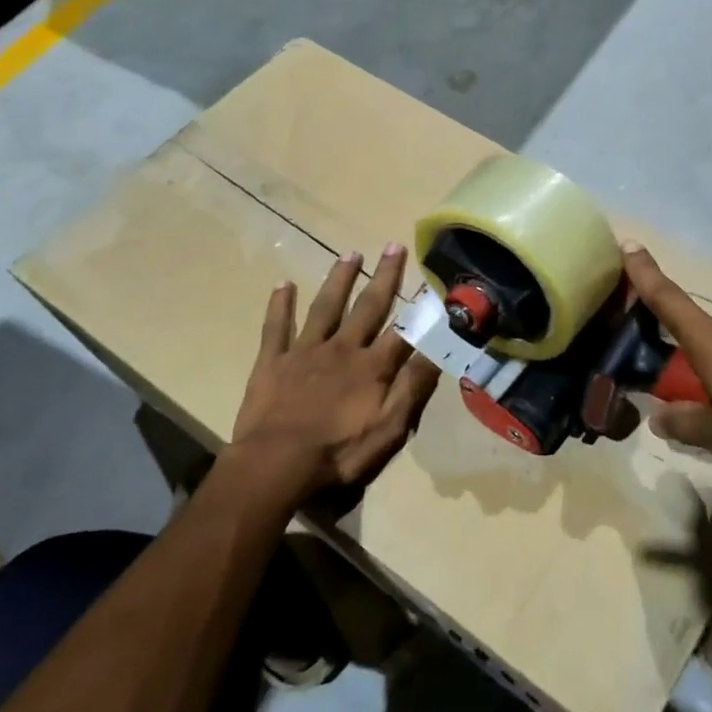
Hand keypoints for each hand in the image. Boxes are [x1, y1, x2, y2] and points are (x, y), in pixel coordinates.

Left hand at [231, 245, 440, 507]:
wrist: (276, 466)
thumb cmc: (339, 455)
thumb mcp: (390, 429)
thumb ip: (413, 387)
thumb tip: (438, 349)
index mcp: (372, 367)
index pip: (404, 328)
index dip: (419, 303)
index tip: (431, 276)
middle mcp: (342, 349)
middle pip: (367, 307)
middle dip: (383, 276)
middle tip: (393, 245)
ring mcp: (304, 353)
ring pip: (326, 307)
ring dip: (339, 279)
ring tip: (350, 254)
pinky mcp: (273, 363)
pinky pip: (277, 327)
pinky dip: (280, 305)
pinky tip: (284, 284)